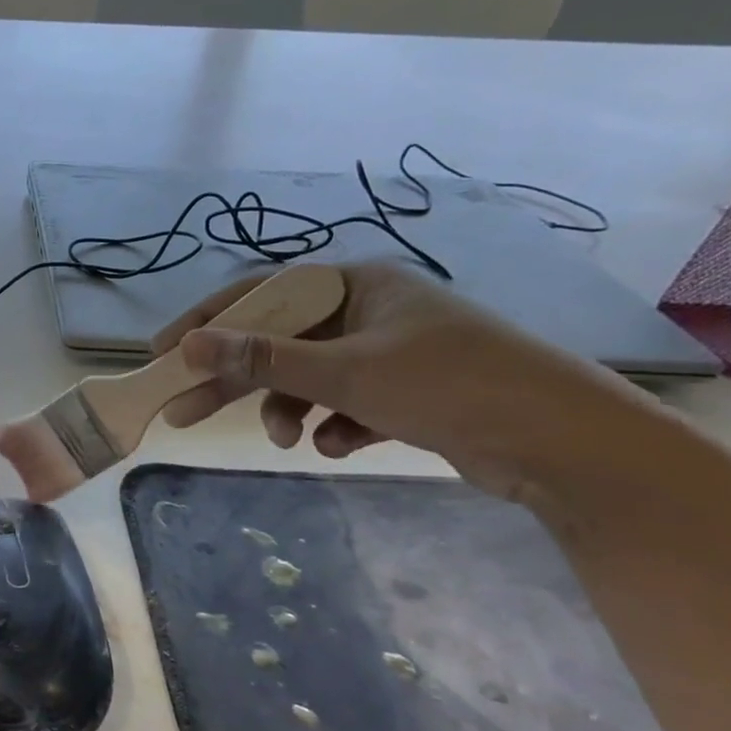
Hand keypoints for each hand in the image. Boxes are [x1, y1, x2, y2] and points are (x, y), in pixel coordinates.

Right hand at [150, 262, 637, 500]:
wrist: (567, 445)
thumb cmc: (450, 386)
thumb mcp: (346, 371)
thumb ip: (264, 359)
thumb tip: (189, 344)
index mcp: (355, 286)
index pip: (259, 295)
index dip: (206, 323)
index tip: (163, 354)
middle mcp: (367, 312)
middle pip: (278, 341)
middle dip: (234, 379)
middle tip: (183, 412)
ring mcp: (387, 353)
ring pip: (308, 378)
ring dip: (288, 410)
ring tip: (287, 442)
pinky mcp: (405, 394)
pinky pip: (343, 404)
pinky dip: (334, 425)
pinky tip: (341, 444)